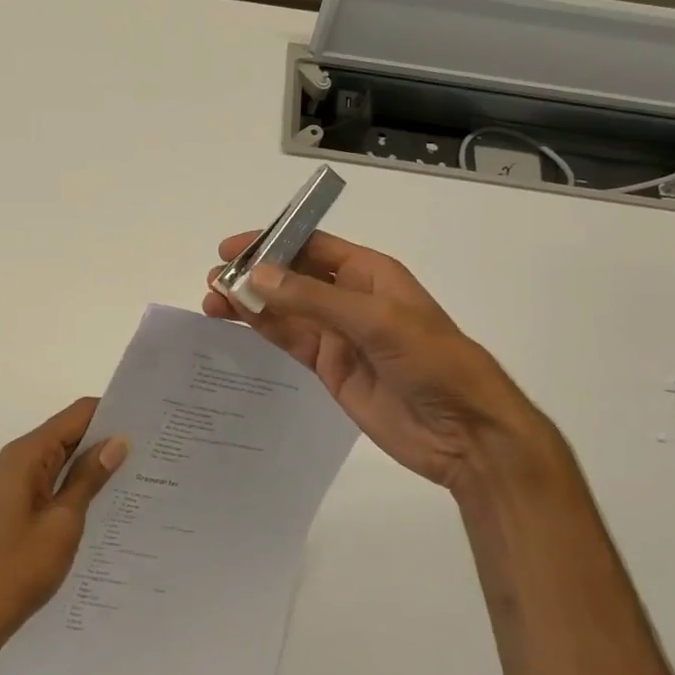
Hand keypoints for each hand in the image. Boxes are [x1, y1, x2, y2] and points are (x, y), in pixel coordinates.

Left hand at [0, 398, 127, 653]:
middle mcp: (16, 460)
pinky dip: (75, 483)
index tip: (147, 421)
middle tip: (151, 448)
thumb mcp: (63, 522)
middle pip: (67, 433)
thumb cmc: (18, 568)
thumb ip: (89, 478)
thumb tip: (118, 441)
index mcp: (25, 455)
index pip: (75, 415)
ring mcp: (12, 483)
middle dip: (105, 438)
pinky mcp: (13, 504)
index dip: (110, 413)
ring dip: (92, 463)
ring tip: (138, 472)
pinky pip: (50, 481)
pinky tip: (105, 500)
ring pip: (60, 459)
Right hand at [204, 231, 566, 500]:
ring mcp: (338, 334)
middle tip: (214, 281)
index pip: (312, 246)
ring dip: (249, 304)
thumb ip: (313, 298)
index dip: (271, 242)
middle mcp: (350, 298)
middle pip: (291, 277)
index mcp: (369, 274)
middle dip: (253, 275)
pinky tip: (234, 323)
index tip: (231, 250)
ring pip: (284, 310)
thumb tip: (257, 276)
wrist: (464, 431)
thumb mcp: (375, 320)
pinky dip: (261, 330)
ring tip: (211, 301)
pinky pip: (289, 340)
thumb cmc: (431, 360)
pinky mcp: (329, 368)